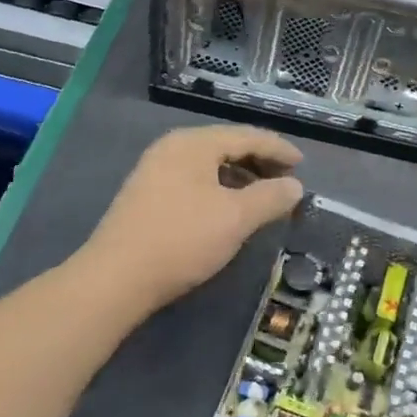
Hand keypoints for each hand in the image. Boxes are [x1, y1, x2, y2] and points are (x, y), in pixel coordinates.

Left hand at [84, 125, 304, 310]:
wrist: (114, 280)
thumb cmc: (181, 240)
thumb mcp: (236, 218)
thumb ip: (271, 197)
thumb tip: (295, 186)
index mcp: (194, 143)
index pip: (247, 136)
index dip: (278, 149)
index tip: (302, 164)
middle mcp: (173, 148)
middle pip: (227, 146)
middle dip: (260, 162)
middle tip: (286, 180)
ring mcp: (155, 170)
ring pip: (209, 165)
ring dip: (240, 176)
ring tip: (263, 196)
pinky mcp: (146, 195)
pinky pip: (194, 180)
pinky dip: (219, 188)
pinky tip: (228, 209)